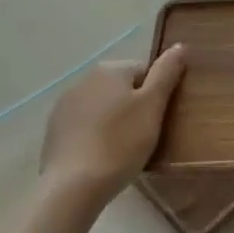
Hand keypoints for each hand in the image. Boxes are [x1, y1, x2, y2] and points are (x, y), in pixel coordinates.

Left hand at [39, 47, 186, 210]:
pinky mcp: (54, 131)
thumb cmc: (120, 143)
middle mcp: (84, 79)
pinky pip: (84, 126)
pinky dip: (94, 136)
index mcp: (110, 68)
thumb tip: (180, 45)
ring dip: (113, 121)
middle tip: (143, 137)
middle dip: (134, 108)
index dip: (156, 96)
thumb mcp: (153, 106)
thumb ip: (166, 73)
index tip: (157, 120)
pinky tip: (100, 158)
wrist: (73, 187)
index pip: (145, 71)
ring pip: (102, 107)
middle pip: (121, 88)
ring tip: (122, 151)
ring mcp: (64, 105)